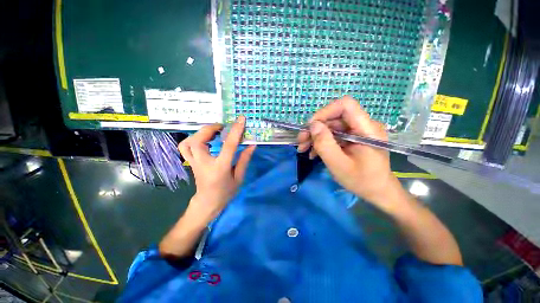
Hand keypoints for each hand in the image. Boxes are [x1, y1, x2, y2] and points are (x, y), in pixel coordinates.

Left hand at [178, 116, 255, 222]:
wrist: (208, 202)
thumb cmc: (226, 192)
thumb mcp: (239, 177)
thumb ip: (244, 159)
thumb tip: (252, 145)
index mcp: (220, 167)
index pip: (228, 145)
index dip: (235, 131)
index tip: (241, 120)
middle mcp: (204, 163)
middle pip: (199, 140)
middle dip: (211, 128)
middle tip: (223, 127)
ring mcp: (194, 162)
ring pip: (188, 142)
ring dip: (200, 133)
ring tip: (213, 132)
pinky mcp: (190, 162)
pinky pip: (185, 146)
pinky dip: (192, 139)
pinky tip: (204, 139)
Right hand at [297, 96, 399, 205]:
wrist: (378, 192)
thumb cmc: (362, 181)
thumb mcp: (339, 165)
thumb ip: (325, 144)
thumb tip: (313, 125)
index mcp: (367, 129)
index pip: (346, 105)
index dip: (325, 112)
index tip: (310, 127)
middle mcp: (363, 126)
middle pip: (335, 117)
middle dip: (315, 128)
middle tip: (301, 141)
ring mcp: (358, 132)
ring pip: (332, 126)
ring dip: (315, 136)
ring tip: (303, 148)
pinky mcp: (353, 138)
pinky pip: (334, 135)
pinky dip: (322, 142)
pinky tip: (313, 152)